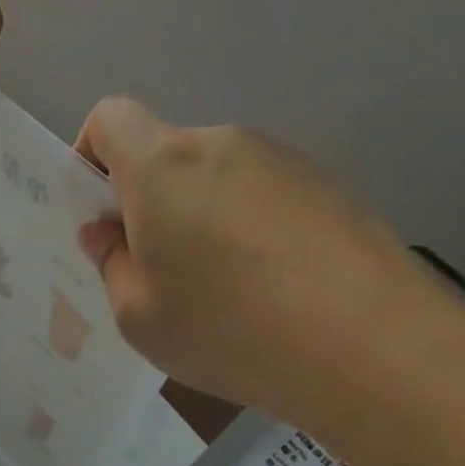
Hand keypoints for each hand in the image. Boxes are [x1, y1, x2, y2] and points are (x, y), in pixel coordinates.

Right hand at [74, 97, 464, 429]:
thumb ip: (111, 263)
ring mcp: (283, 161)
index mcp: (162, 165)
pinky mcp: (329, 187)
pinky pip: (262, 197)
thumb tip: (108, 233)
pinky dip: (248, 229)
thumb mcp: (138, 315)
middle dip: (148, 202)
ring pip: (215, 178)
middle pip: (166, 155)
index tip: (100, 213)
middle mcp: (222, 145)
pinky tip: (271, 289)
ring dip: (200, 218)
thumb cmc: (228, 329)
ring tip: (222, 290)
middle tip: (157, 271)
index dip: (90, 155)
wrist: (373, 348)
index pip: (110, 117)